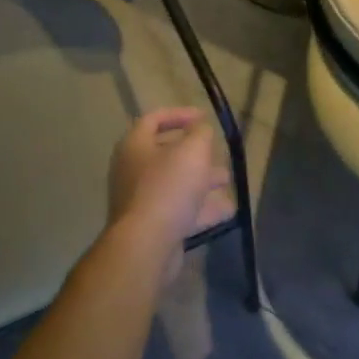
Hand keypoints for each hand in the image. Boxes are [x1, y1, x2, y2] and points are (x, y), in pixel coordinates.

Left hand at [106, 109, 234, 277]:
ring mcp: (141, 200)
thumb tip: (201, 130)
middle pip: (166, 154)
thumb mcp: (193, 151)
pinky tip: (226, 210)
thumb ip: (201, 134)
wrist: (147, 244)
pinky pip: (179, 210)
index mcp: (135, 146)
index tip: (204, 117)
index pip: (154, 119)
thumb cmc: (169, 187)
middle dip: (196, 153)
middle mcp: (132, 170)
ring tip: (226, 180)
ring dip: (202, 181)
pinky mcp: (152, 226)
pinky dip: (201, 208)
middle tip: (218, 153)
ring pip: (176, 184)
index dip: (179, 114)